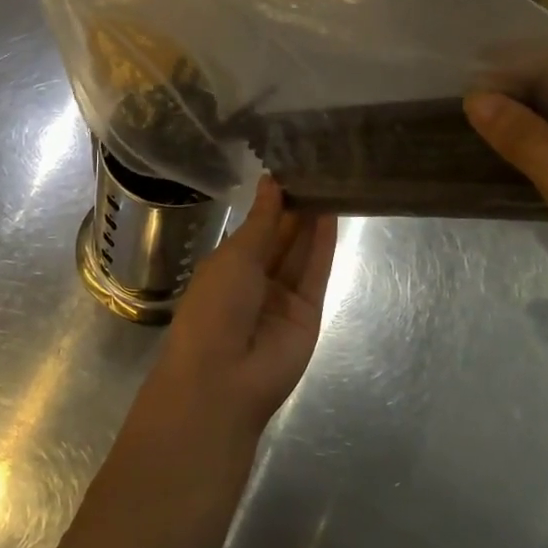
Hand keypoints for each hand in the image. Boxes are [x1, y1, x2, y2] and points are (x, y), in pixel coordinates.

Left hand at [149, 177, 338, 442]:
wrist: (223, 379)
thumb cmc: (214, 308)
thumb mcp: (234, 256)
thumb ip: (261, 220)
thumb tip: (271, 182)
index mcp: (227, 266)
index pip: (256, 227)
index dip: (272, 201)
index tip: (291, 169)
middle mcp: (256, 280)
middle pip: (282, 238)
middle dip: (296, 208)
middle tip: (318, 169)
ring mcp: (284, 298)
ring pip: (301, 253)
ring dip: (313, 221)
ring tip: (330, 183)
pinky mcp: (309, 312)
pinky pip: (316, 273)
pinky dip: (324, 245)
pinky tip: (333, 214)